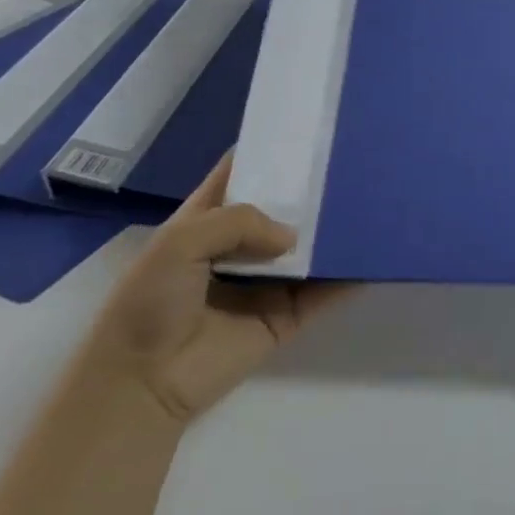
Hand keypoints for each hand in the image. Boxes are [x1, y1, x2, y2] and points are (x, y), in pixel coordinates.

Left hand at [83, 154, 348, 424]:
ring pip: (307, 249)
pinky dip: (347, 277)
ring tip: (370, 201)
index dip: (268, 154)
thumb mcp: (181, 241)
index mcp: (205, 222)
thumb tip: (293, 237)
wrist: (142, 383)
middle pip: (282, 210)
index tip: (306, 130)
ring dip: (332, 232)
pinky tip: (372, 254)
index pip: (241, 177)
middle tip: (352, 161)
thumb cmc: (149, 302)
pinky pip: (323, 292)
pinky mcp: (286, 317)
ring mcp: (265, 283)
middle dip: (311, 190)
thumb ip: (240, 221)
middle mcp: (238, 248)